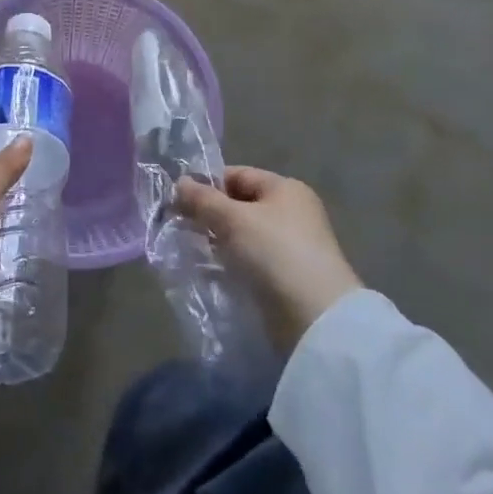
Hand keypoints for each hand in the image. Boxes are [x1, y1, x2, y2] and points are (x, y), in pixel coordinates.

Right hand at [178, 166, 362, 350]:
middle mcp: (291, 213)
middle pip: (239, 205)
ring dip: (218, 242)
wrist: (315, 318)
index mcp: (285, 189)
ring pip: (242, 235)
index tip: (177, 202)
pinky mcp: (286, 277)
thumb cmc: (274, 253)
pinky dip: (230, 263)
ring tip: (190, 250)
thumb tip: (179, 182)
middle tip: (180, 227)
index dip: (206, 185)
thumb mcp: (233, 219)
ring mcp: (290, 247)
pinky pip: (250, 261)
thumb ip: (203, 199)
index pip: (237, 175)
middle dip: (210, 215)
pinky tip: (209, 271)